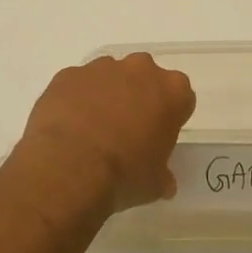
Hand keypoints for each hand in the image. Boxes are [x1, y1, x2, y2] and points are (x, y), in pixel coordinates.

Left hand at [18, 53, 196, 212]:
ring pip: (111, 76)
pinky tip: (70, 126)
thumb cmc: (124, 174)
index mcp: (172, 91)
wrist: (70, 167)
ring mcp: (102, 67)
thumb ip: (163, 175)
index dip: (171, 117)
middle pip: (146, 77)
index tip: (159, 136)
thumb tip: (165, 181)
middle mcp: (140, 69)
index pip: (181, 97)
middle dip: (139, 97)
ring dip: (107, 95)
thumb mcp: (154, 184)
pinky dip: (77, 99)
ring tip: (93, 130)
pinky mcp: (70, 73)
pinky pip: (79, 84)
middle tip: (128, 130)